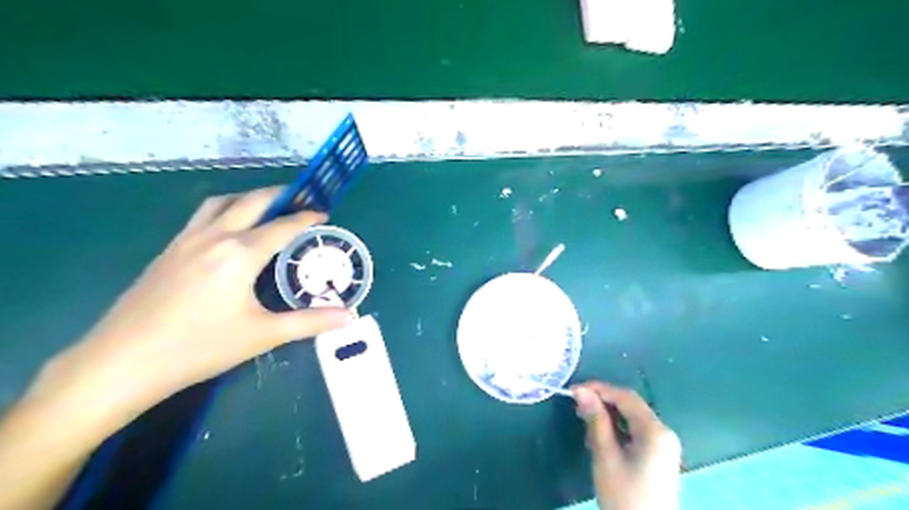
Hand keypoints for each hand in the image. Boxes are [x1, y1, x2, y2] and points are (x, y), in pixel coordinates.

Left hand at [23, 189, 349, 435]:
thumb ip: (310, 322)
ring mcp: (186, 241)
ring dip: (248, 198)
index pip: (282, 226)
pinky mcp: (168, 251)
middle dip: (279, 195)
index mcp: (240, 254)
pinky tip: (229, 229)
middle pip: (251, 202)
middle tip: (301, 198)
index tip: (323, 212)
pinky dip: (225, 210)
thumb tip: (349, 317)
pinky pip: (202, 216)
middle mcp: (213, 237)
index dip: (306, 217)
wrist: (122, 362)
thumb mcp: (262, 335)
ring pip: (221, 203)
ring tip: (267, 207)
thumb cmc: (199, 347)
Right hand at [569, 382, 676, 509]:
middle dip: (603, 403)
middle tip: (577, 407)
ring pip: (632, 418)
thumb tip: (581, 391)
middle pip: (630, 406)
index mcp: (655, 431)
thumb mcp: (606, 456)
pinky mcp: (659, 456)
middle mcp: (664, 432)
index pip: (626, 397)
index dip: (599, 389)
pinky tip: (601, 438)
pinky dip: (618, 430)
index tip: (574, 390)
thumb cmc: (624, 496)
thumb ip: (596, 420)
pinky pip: (636, 432)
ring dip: (609, 417)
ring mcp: (664, 445)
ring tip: (585, 423)